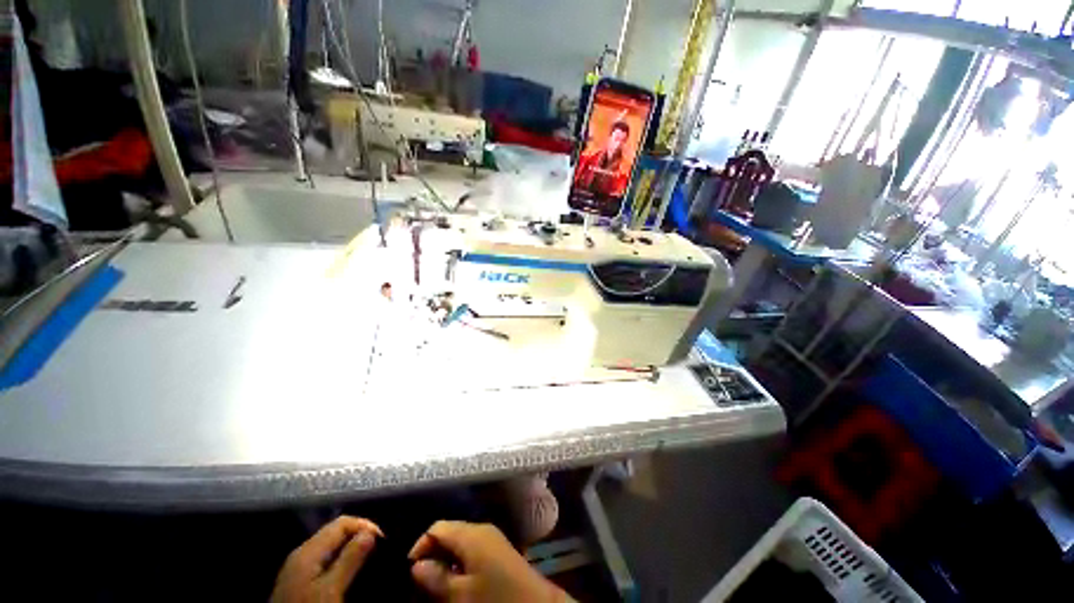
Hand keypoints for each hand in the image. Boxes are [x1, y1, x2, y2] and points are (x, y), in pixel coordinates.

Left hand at [271, 516, 382, 602]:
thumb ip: (350, 559)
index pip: (342, 522)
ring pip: (331, 547)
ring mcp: (299, 569)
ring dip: (351, 550)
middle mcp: (302, 553)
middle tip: (379, 551)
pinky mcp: (299, 582)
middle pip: (336, 532)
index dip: (365, 526)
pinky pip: (325, 560)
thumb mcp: (331, 590)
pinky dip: (341, 561)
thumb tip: (371, 532)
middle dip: (359, 537)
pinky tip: (350, 575)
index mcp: (308, 550)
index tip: (383, 541)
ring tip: (369, 562)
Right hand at [409, 521, 566, 601]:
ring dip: (445, 562)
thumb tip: (415, 566)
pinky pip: (471, 550)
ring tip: (435, 589)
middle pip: (448, 534)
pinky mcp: (498, 551)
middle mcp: (481, 529)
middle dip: (432, 556)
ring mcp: (492, 539)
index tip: (409, 574)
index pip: (437, 528)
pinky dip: (459, 564)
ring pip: (459, 543)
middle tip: (420, 585)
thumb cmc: (495, 598)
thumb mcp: (461, 594)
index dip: (420, 547)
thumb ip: (436, 578)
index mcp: (471, 533)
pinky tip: (456, 586)